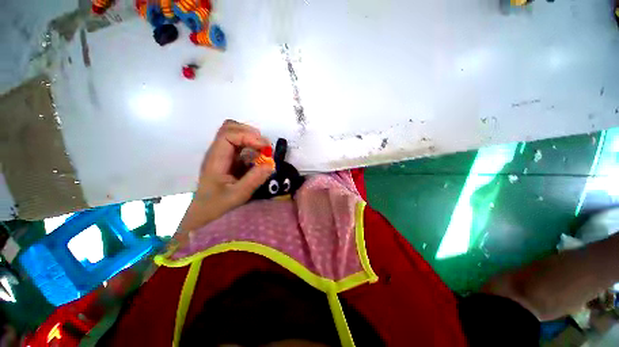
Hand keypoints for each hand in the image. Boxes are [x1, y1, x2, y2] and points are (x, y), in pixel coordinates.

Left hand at [175, 120, 273, 243]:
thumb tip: (271, 164)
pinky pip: (242, 147)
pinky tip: (260, 160)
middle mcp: (218, 153)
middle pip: (230, 128)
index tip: (265, 147)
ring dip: (253, 140)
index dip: (248, 136)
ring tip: (265, 153)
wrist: (204, 216)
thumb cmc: (216, 207)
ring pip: (236, 135)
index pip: (228, 135)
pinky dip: (253, 149)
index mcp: (216, 159)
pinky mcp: (230, 161)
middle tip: (265, 148)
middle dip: (251, 134)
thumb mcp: (237, 195)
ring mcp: (224, 156)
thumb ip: (254, 179)